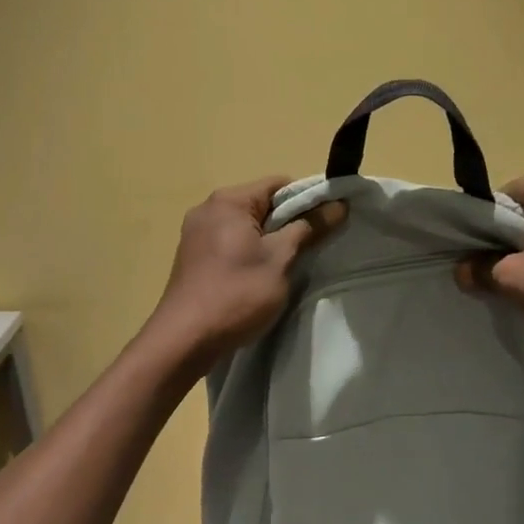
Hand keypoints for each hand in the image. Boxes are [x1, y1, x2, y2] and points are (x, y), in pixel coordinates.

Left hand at [148, 177, 345, 366]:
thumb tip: (338, 205)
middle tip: (312, 248)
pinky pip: (229, 243)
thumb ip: (309, 229)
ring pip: (245, 227)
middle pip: (261, 204)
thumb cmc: (237, 294)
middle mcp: (208, 209)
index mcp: (229, 201)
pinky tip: (259, 277)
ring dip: (269, 241)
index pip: (279, 184)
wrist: (185, 339)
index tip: (328, 223)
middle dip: (289, 222)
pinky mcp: (192, 257)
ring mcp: (196, 234)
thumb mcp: (280, 260)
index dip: (308, 200)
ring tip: (288, 265)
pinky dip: (249, 253)